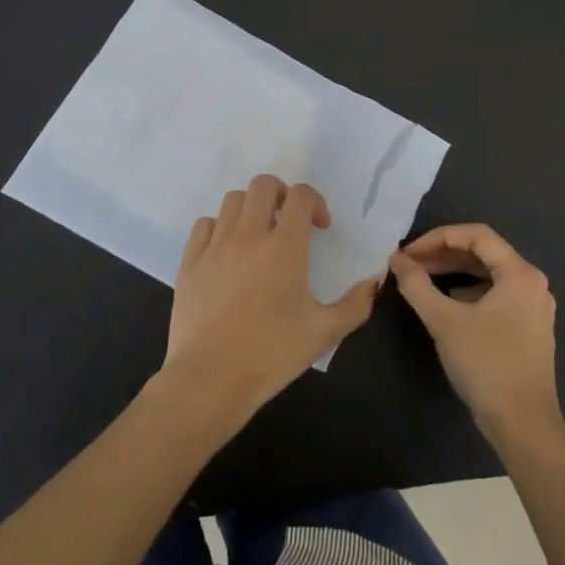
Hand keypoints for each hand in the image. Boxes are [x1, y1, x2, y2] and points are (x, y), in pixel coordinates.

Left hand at [158, 175, 380, 426]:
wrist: (210, 379)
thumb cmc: (272, 355)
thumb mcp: (324, 333)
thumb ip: (355, 304)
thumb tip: (374, 281)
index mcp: (284, 248)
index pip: (301, 196)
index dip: (315, 201)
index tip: (320, 227)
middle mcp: (248, 236)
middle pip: (263, 185)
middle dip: (282, 195)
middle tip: (290, 222)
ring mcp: (214, 247)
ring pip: (232, 200)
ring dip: (252, 208)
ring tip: (259, 235)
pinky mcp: (189, 262)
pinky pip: (204, 225)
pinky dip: (220, 227)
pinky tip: (227, 251)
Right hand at [388, 224, 562, 443]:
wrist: (523, 424)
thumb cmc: (486, 365)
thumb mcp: (444, 321)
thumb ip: (417, 285)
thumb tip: (397, 260)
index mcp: (520, 274)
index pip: (477, 235)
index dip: (438, 237)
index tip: (408, 252)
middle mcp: (532, 283)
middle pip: (484, 253)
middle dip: (443, 254)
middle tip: (409, 265)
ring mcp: (533, 307)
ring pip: (489, 275)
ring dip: (454, 272)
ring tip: (421, 280)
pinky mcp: (528, 328)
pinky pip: (495, 295)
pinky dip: (468, 292)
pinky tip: (446, 303)